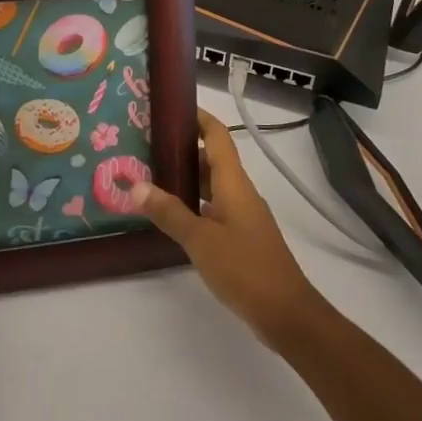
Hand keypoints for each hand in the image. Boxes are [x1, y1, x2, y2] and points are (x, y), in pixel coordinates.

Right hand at [134, 109, 326, 348]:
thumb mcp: (200, 239)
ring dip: (189, 177)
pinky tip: (174, 215)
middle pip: (213, 158)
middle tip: (149, 145)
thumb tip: (136, 184)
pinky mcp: (242, 237)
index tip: (172, 108)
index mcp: (234, 182)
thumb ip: (169, 212)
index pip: (218, 135)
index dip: (199, 118)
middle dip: (185, 148)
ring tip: (153, 175)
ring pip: (213, 185)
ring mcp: (243, 215)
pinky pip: (215, 207)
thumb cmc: (244, 267)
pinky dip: (195, 203)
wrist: (285, 312)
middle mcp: (240, 192)